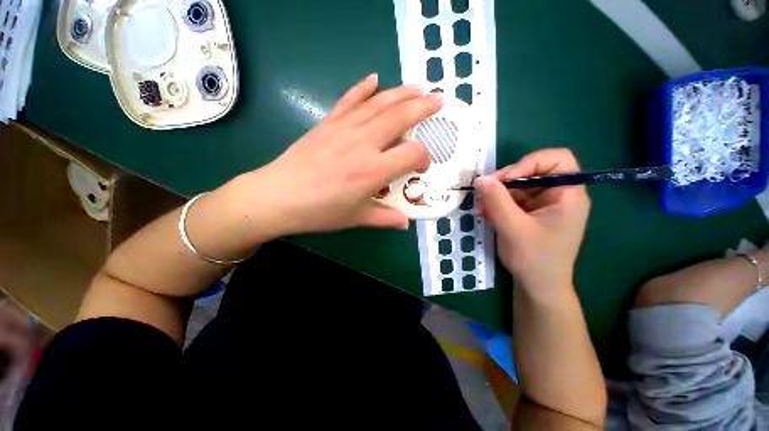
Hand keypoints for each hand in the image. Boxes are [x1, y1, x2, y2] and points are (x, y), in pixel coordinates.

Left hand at [225, 74, 442, 239]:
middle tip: (438, 98)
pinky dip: (362, 88)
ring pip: (378, 104)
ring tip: (417, 87)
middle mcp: (363, 144)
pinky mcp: (328, 123)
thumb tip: (405, 223)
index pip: (411, 154)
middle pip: (399, 117)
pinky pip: (349, 100)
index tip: (422, 165)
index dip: (423, 157)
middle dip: (423, 107)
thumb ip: (385, 218)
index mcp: (373, 171)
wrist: (278, 196)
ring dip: (401, 93)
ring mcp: (344, 129)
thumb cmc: (320, 212)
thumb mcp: (357, 218)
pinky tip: (374, 79)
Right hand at [475, 149, 589, 293]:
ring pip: (518, 186)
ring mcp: (543, 204)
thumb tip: (480, 179)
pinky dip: (498, 203)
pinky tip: (486, 213)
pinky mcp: (530, 213)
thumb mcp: (513, 228)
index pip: (557, 159)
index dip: (530, 163)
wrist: (538, 286)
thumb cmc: (534, 259)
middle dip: (506, 181)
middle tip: (485, 193)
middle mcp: (558, 195)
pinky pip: (512, 199)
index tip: (506, 180)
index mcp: (568, 194)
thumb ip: (497, 201)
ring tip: (482, 208)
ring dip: (497, 194)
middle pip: (532, 171)